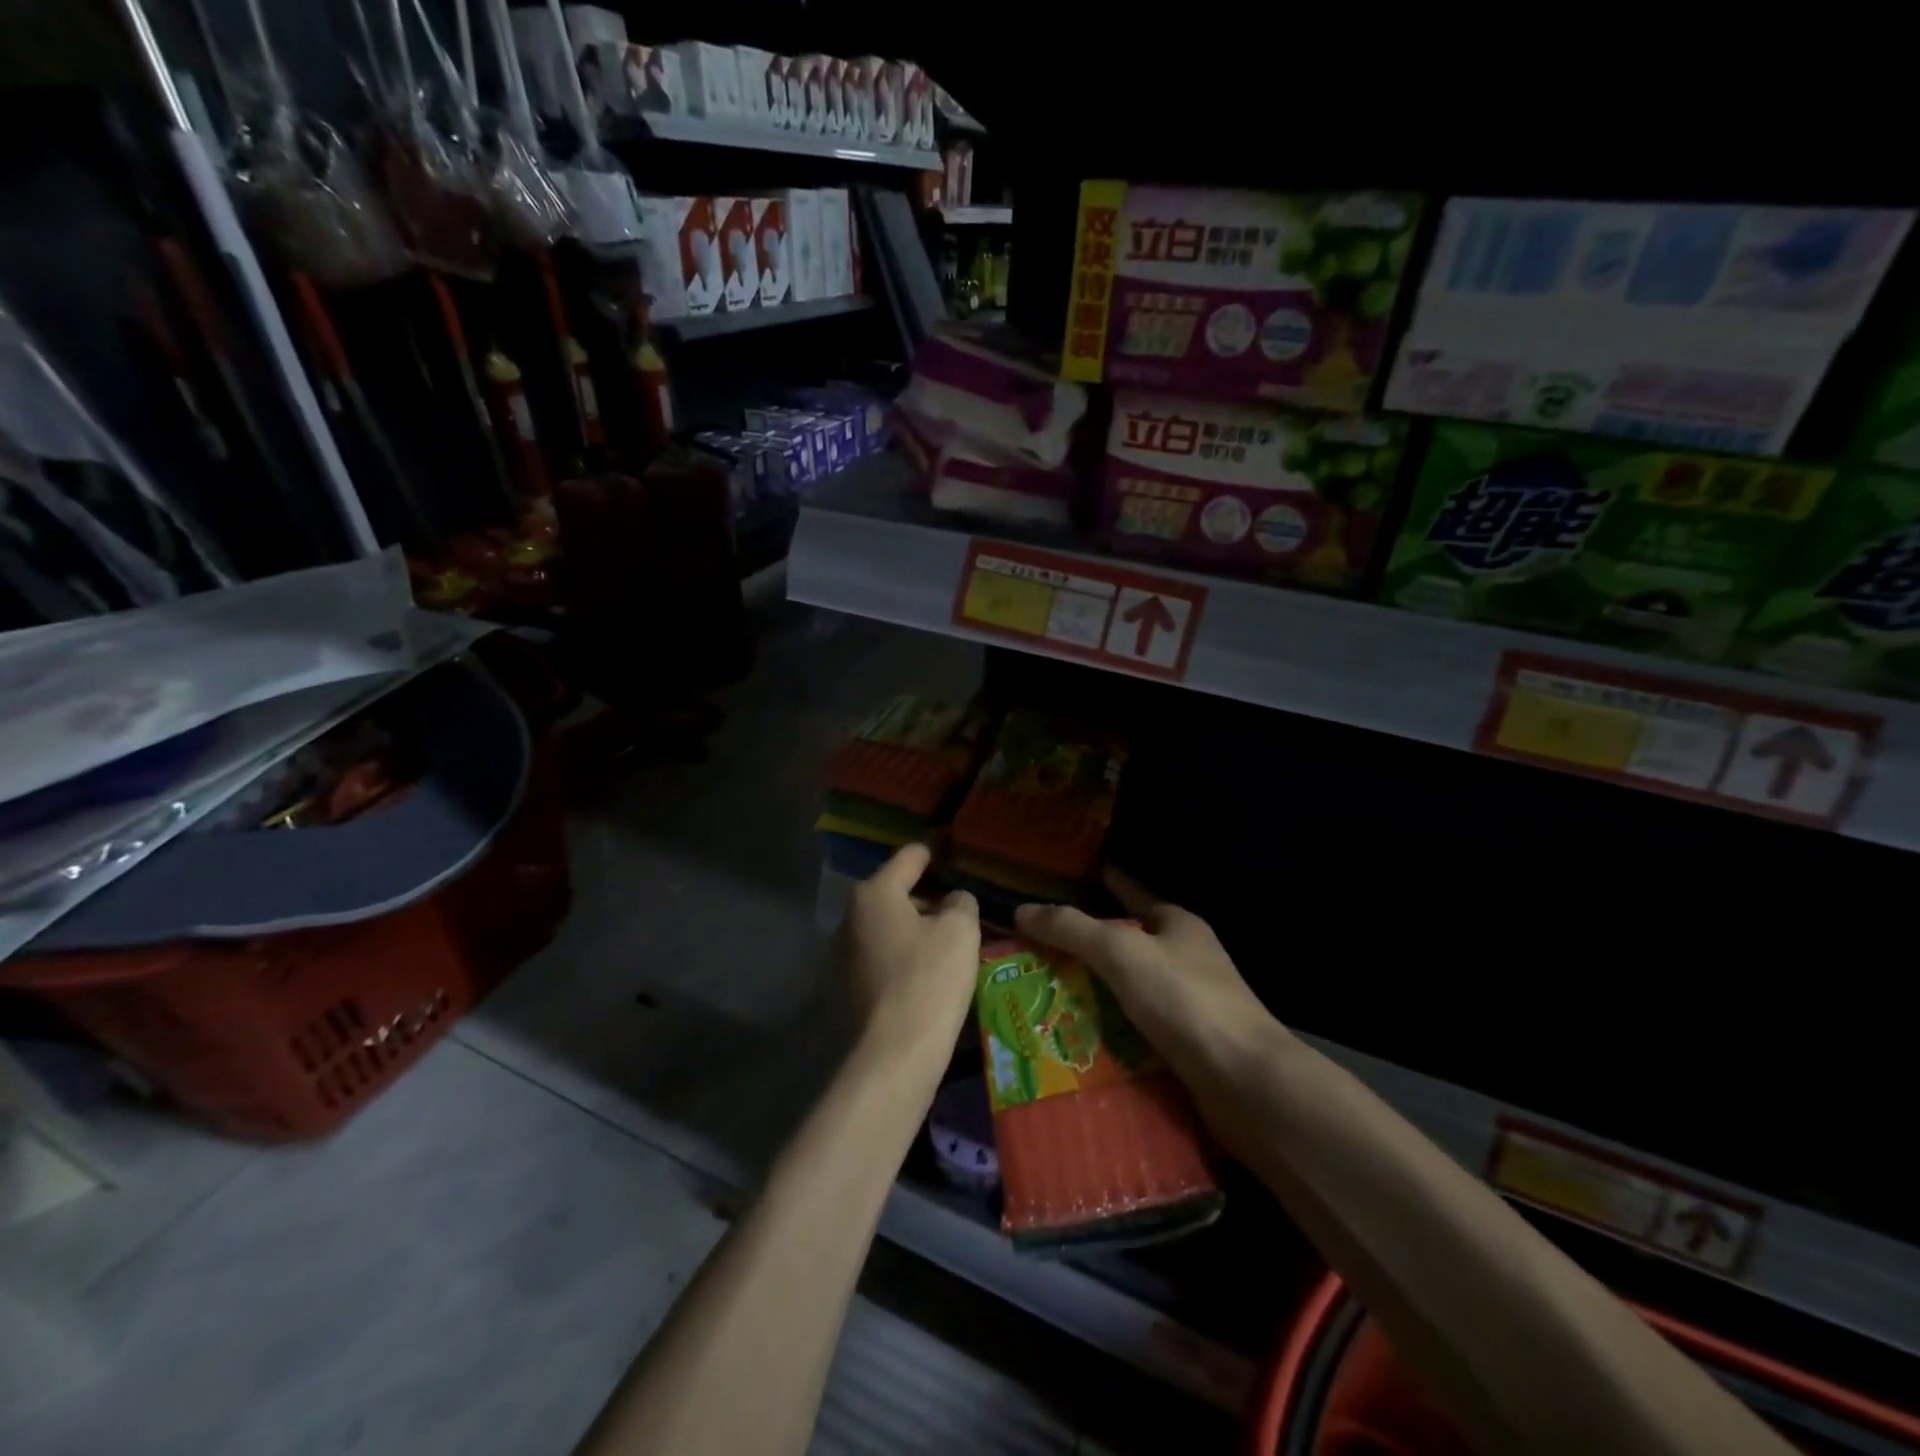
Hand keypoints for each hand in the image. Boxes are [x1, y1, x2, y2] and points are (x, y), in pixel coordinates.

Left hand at [841, 843, 980, 1056]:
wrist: (893, 1055)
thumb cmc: (929, 979)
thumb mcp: (961, 930)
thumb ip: (961, 903)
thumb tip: (953, 901)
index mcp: (874, 893)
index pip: (910, 857)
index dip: (936, 852)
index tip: (954, 850)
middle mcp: (850, 916)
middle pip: (897, 894)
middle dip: (929, 899)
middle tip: (963, 912)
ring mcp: (843, 954)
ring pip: (890, 928)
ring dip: (917, 931)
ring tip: (951, 946)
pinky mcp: (846, 987)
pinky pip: (883, 958)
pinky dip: (904, 958)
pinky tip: (929, 976)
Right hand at [1014, 866, 1273, 1079]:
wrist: (1246, 1083)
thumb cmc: (1185, 999)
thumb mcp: (1121, 952)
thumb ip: (1071, 929)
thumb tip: (1022, 910)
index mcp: (1177, 924)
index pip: (1129, 893)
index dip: (1098, 884)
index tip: (1060, 882)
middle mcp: (1185, 959)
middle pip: (1123, 946)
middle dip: (1081, 950)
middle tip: (1030, 953)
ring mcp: (1188, 1005)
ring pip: (1126, 992)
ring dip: (1089, 996)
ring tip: (1038, 1000)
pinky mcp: (1186, 1047)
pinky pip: (1133, 1032)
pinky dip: (1105, 1035)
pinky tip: (1072, 1043)